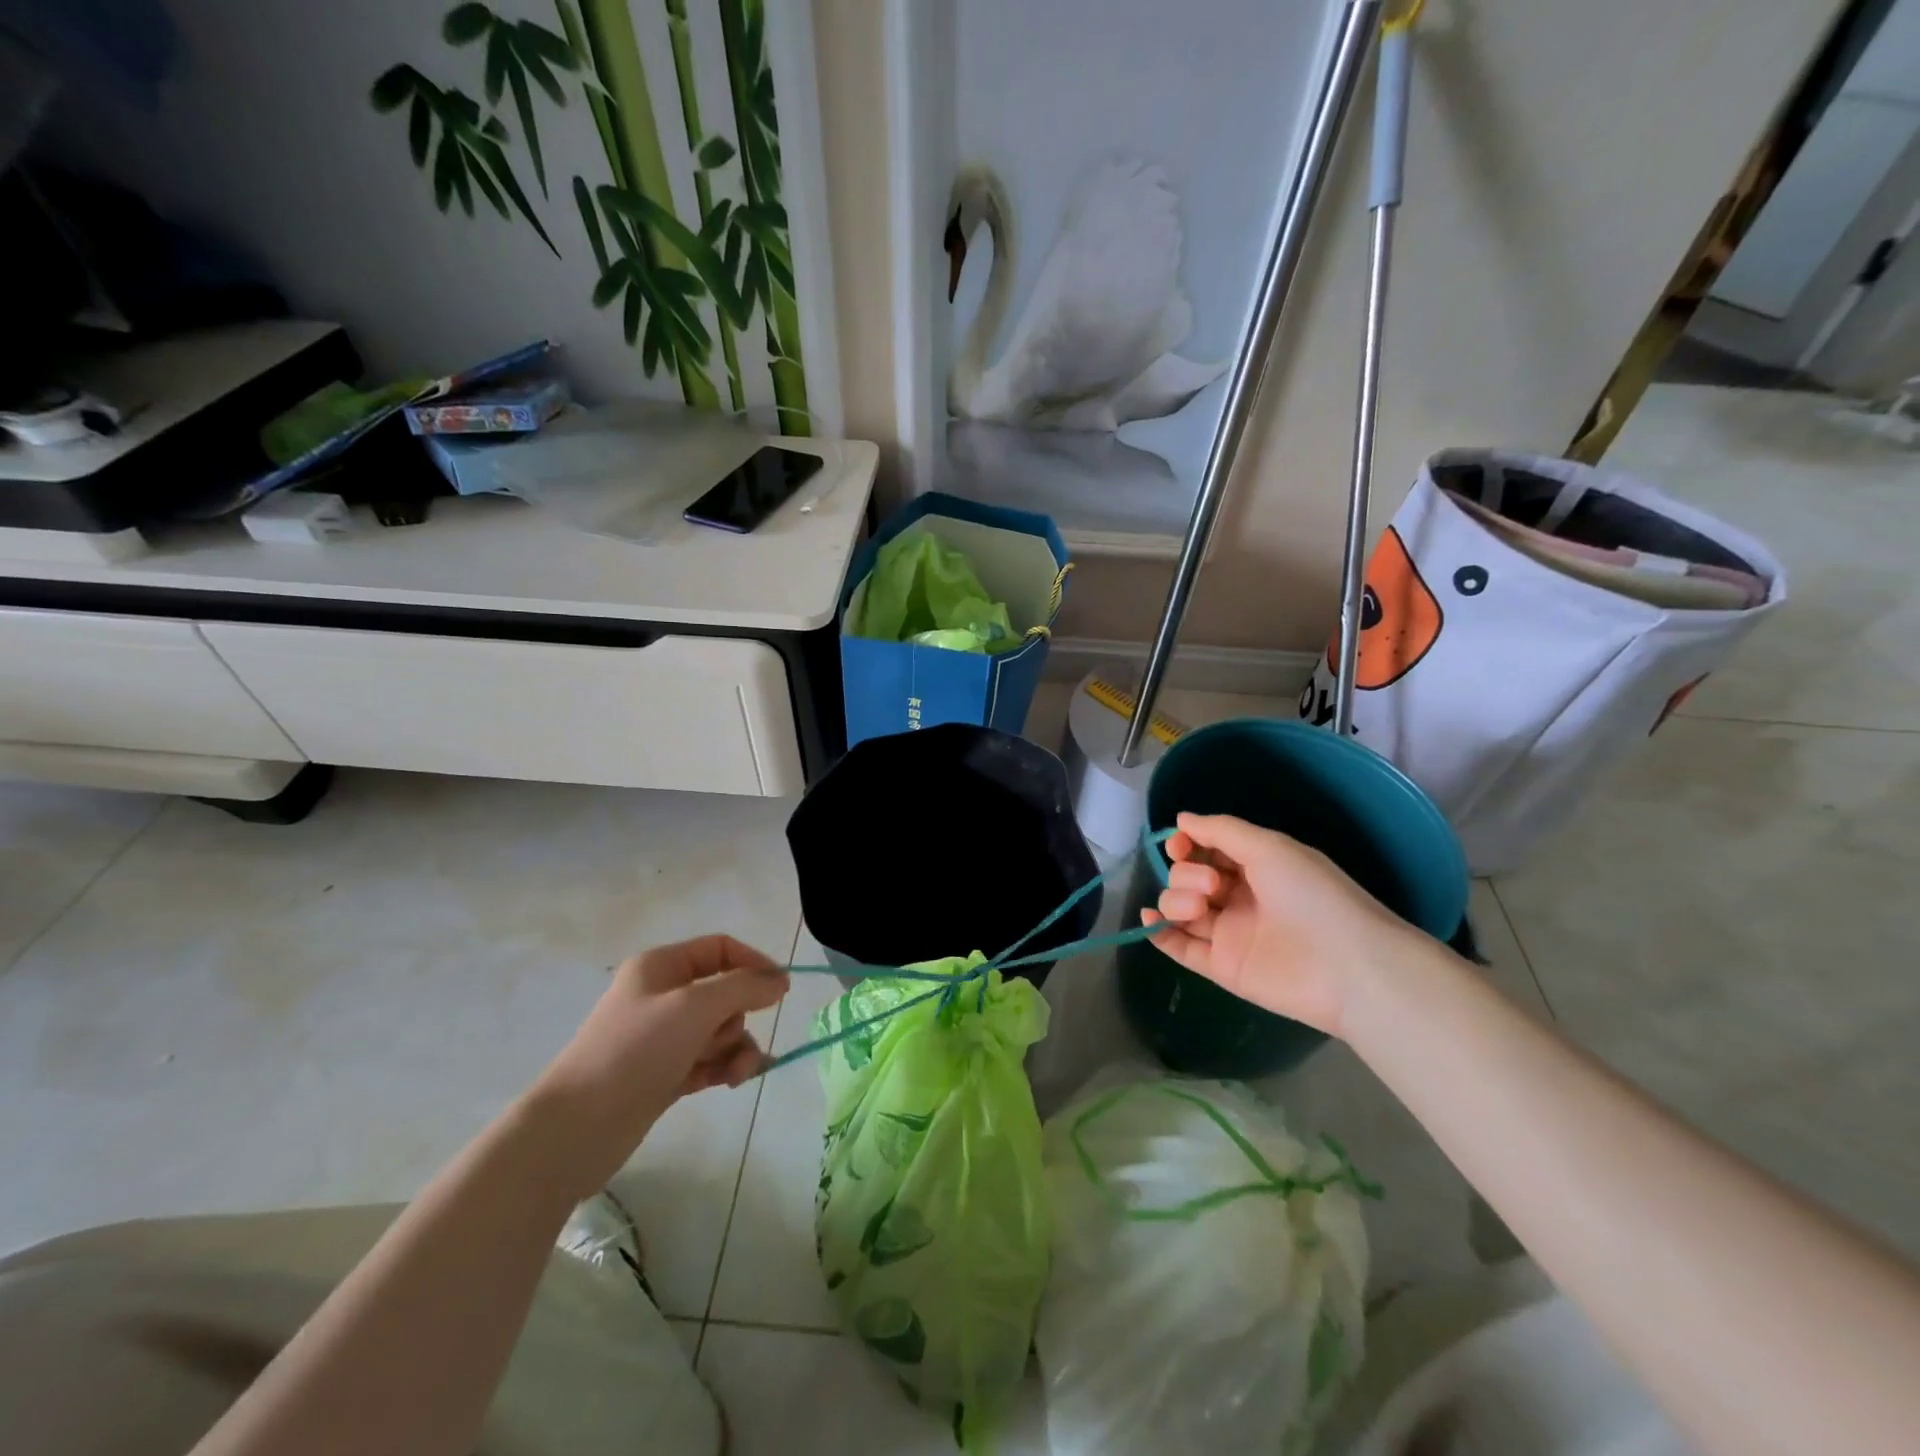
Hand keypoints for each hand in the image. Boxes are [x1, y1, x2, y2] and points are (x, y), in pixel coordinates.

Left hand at [528, 936, 787, 1196]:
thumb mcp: (696, 1007)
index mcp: (661, 966)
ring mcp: (662, 1037)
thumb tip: (779, 981)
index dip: (754, 963)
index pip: (720, 949)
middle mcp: (662, 996)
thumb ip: (744, 987)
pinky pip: (710, 1060)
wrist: (576, 1129)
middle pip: (725, 992)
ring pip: (721, 1030)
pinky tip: (732, 1083)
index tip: (782, 990)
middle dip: (739, 1017)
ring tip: (735, 1073)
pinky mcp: (664, 1074)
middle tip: (727, 1039)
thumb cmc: (636, 1051)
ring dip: (736, 1048)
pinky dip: (724, 1068)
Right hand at [1140, 812, 1419, 1037]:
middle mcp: (1240, 897)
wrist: (1347, 966)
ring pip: (1181, 908)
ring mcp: (1230, 933)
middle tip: (1214, 886)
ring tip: (1198, 907)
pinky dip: (1160, 932)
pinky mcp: (1222, 967)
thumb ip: (1220, 830)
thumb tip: (1181, 818)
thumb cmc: (1311, 896)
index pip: (1207, 850)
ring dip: (1176, 899)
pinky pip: (1181, 947)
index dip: (1186, 844)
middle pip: (1189, 877)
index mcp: (1257, 867)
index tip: (1178, 844)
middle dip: (1188, 874)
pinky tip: (1150, 919)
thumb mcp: (1269, 847)